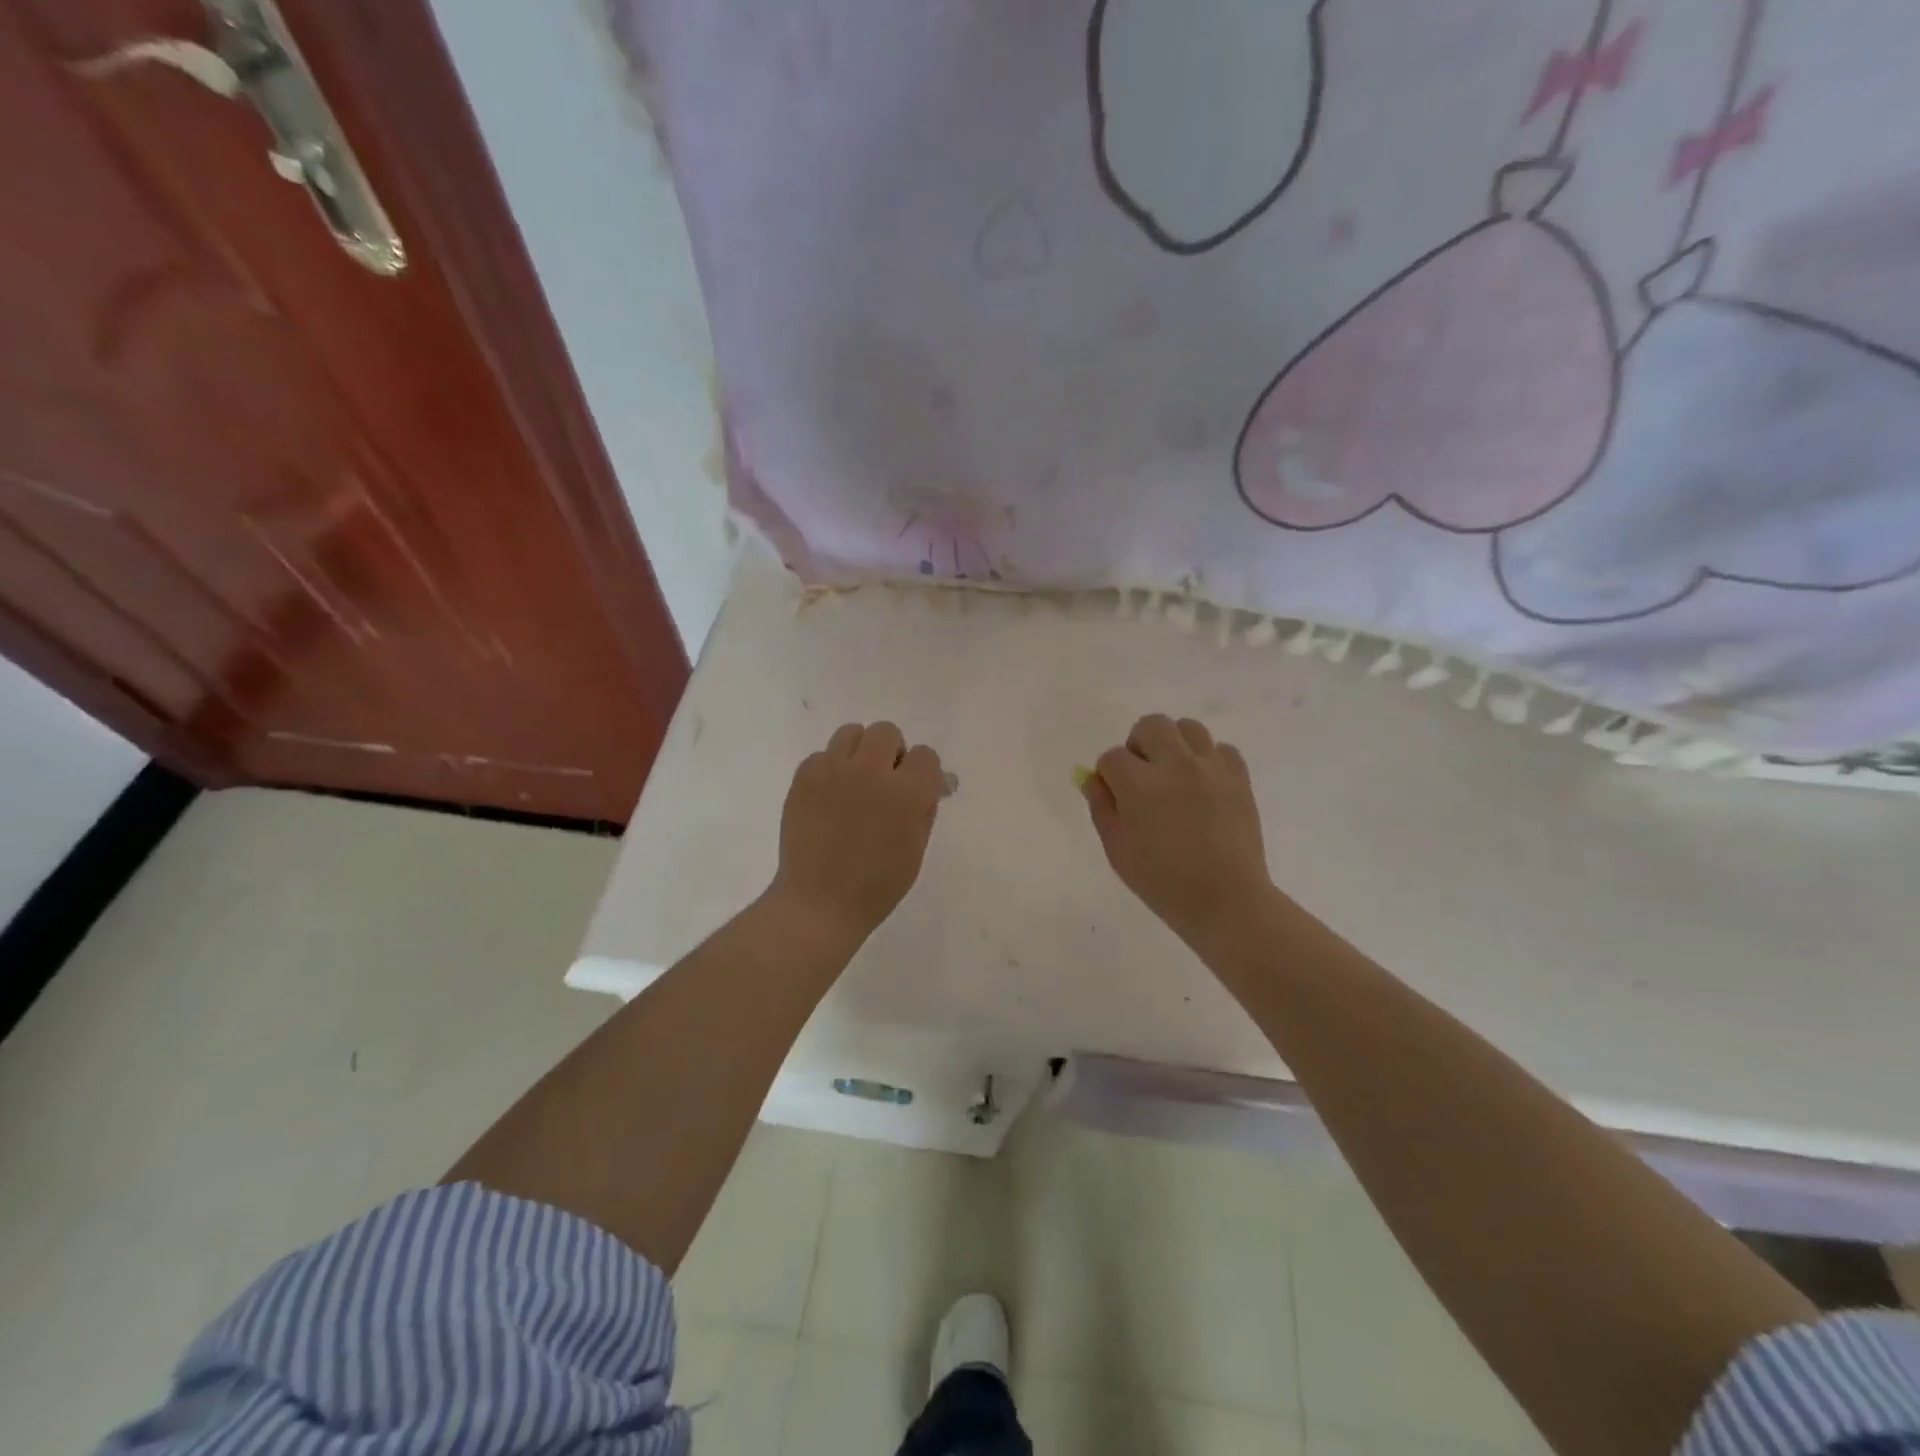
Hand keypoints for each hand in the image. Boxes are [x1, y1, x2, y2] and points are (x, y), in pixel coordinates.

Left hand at [770, 721, 946, 944]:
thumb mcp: (916, 848)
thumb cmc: (877, 885)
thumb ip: (925, 807)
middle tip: (885, 783)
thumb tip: (933, 782)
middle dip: (891, 753)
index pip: (926, 755)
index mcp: (907, 793)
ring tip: (855, 782)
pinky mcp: (803, 777)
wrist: (819, 903)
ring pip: (851, 733)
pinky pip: (821, 755)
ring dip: (859, 752)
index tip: (917, 790)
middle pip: (886, 732)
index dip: (924, 772)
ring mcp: (833, 771)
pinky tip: (829, 797)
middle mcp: (871, 771)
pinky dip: (829, 769)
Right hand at [1083, 714, 1272, 943]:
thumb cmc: (1162, 882)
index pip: (1112, 757)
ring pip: (1188, 727)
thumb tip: (1095, 780)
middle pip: (1151, 725)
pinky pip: (1221, 749)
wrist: (1225, 900)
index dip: (1108, 775)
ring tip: (1174, 775)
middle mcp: (1176, 766)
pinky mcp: (1239, 778)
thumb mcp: (1117, 849)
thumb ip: (1102, 808)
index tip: (1115, 795)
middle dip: (1138, 745)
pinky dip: (1208, 760)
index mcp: (1141, 786)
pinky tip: (1203, 785)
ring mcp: (1212, 769)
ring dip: (1174, 745)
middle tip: (1142, 775)